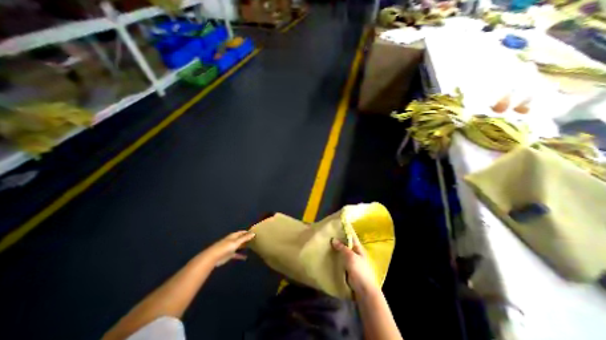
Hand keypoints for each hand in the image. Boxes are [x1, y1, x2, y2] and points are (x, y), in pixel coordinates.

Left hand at [200, 231, 253, 265]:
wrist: (213, 257)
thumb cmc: (225, 247)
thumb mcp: (236, 242)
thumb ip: (245, 238)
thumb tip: (254, 233)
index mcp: (233, 236)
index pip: (242, 232)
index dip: (247, 232)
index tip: (254, 232)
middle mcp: (232, 241)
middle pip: (241, 238)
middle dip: (246, 238)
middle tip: (255, 239)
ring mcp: (230, 248)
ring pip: (239, 246)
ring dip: (244, 246)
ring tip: (252, 246)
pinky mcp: (229, 255)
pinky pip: (237, 254)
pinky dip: (241, 256)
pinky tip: (246, 258)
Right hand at [331, 233, 376, 295]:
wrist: (363, 291)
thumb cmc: (359, 271)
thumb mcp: (350, 257)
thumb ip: (342, 247)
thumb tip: (333, 239)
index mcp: (358, 248)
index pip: (351, 236)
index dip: (345, 231)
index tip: (336, 226)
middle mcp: (355, 253)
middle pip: (346, 244)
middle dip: (338, 240)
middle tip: (327, 235)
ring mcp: (351, 261)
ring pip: (342, 252)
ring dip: (336, 249)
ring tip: (326, 243)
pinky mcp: (347, 269)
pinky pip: (340, 260)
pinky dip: (335, 257)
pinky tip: (328, 255)